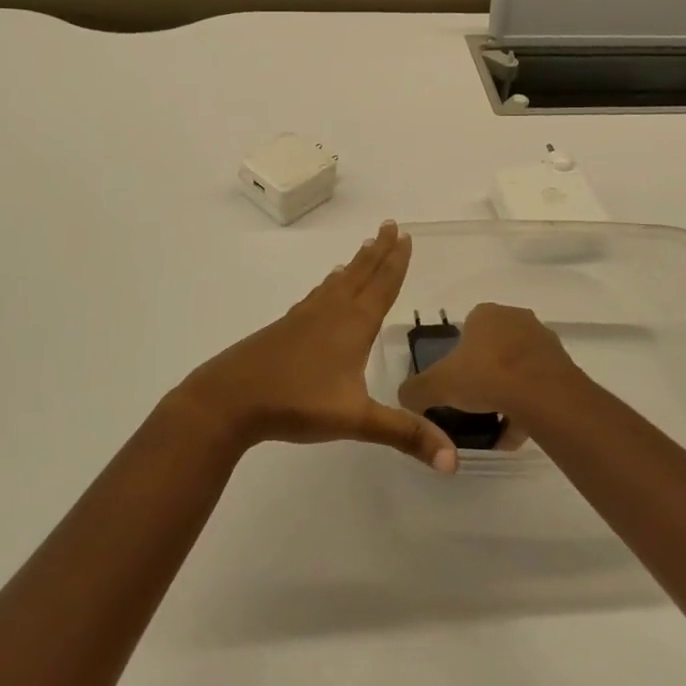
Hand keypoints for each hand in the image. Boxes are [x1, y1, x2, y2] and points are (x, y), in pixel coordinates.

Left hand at [176, 222, 455, 470]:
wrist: (231, 397)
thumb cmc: (297, 402)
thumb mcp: (356, 421)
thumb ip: (404, 435)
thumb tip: (453, 461)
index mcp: (353, 325)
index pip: (382, 286)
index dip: (395, 261)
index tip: (404, 234)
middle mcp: (331, 312)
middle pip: (360, 274)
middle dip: (378, 250)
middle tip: (389, 224)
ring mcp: (305, 317)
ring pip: (337, 282)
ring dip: (355, 264)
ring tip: (364, 248)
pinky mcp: (286, 327)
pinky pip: (317, 295)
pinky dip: (328, 284)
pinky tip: (324, 288)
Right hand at [397, 303, 579, 438]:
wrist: (543, 395)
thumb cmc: (486, 376)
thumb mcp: (438, 385)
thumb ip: (416, 390)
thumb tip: (403, 398)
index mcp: (487, 313)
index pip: (468, 327)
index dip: (459, 354)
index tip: (455, 380)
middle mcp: (517, 319)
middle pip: (494, 346)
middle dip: (485, 371)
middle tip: (473, 400)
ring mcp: (543, 342)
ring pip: (518, 367)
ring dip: (507, 390)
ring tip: (494, 422)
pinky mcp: (563, 367)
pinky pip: (538, 387)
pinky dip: (526, 407)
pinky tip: (514, 433)